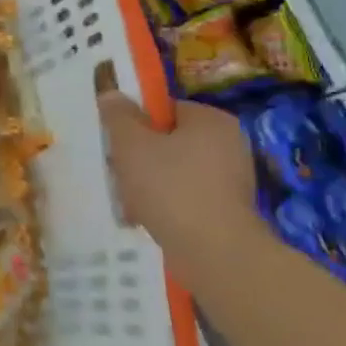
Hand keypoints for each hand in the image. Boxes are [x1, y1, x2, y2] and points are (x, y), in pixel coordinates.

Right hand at [98, 92, 257, 253]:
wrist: (214, 252)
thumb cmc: (170, 187)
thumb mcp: (131, 145)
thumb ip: (119, 116)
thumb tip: (112, 93)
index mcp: (211, 120)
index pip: (165, 109)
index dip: (137, 122)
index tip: (118, 142)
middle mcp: (229, 143)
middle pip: (170, 139)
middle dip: (141, 155)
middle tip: (119, 170)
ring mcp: (233, 178)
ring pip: (175, 169)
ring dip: (150, 181)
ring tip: (130, 198)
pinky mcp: (229, 208)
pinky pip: (187, 195)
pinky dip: (167, 202)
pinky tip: (148, 216)